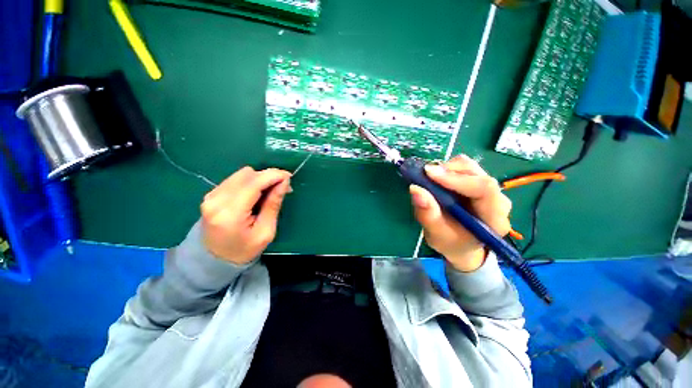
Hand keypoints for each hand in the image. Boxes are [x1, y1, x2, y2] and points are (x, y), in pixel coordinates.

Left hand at [200, 167, 291, 264]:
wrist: (214, 260)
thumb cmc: (244, 250)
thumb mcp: (266, 231)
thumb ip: (273, 204)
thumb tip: (284, 182)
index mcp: (230, 214)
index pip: (253, 184)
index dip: (273, 176)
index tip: (288, 176)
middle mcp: (216, 200)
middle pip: (247, 175)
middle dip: (268, 176)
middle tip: (282, 186)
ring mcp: (210, 196)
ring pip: (241, 174)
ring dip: (259, 178)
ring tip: (270, 190)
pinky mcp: (211, 195)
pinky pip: (235, 179)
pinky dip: (250, 182)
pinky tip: (257, 192)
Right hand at [409, 155, 511, 271]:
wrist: (461, 244)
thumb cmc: (450, 243)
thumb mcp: (436, 234)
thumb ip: (427, 214)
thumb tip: (415, 188)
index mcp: (494, 218)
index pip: (483, 188)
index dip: (455, 178)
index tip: (428, 174)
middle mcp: (498, 200)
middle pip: (476, 173)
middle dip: (447, 171)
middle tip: (424, 175)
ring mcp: (490, 189)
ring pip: (470, 166)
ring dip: (446, 169)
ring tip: (429, 179)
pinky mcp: (479, 183)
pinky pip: (464, 168)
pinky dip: (446, 170)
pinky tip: (436, 180)